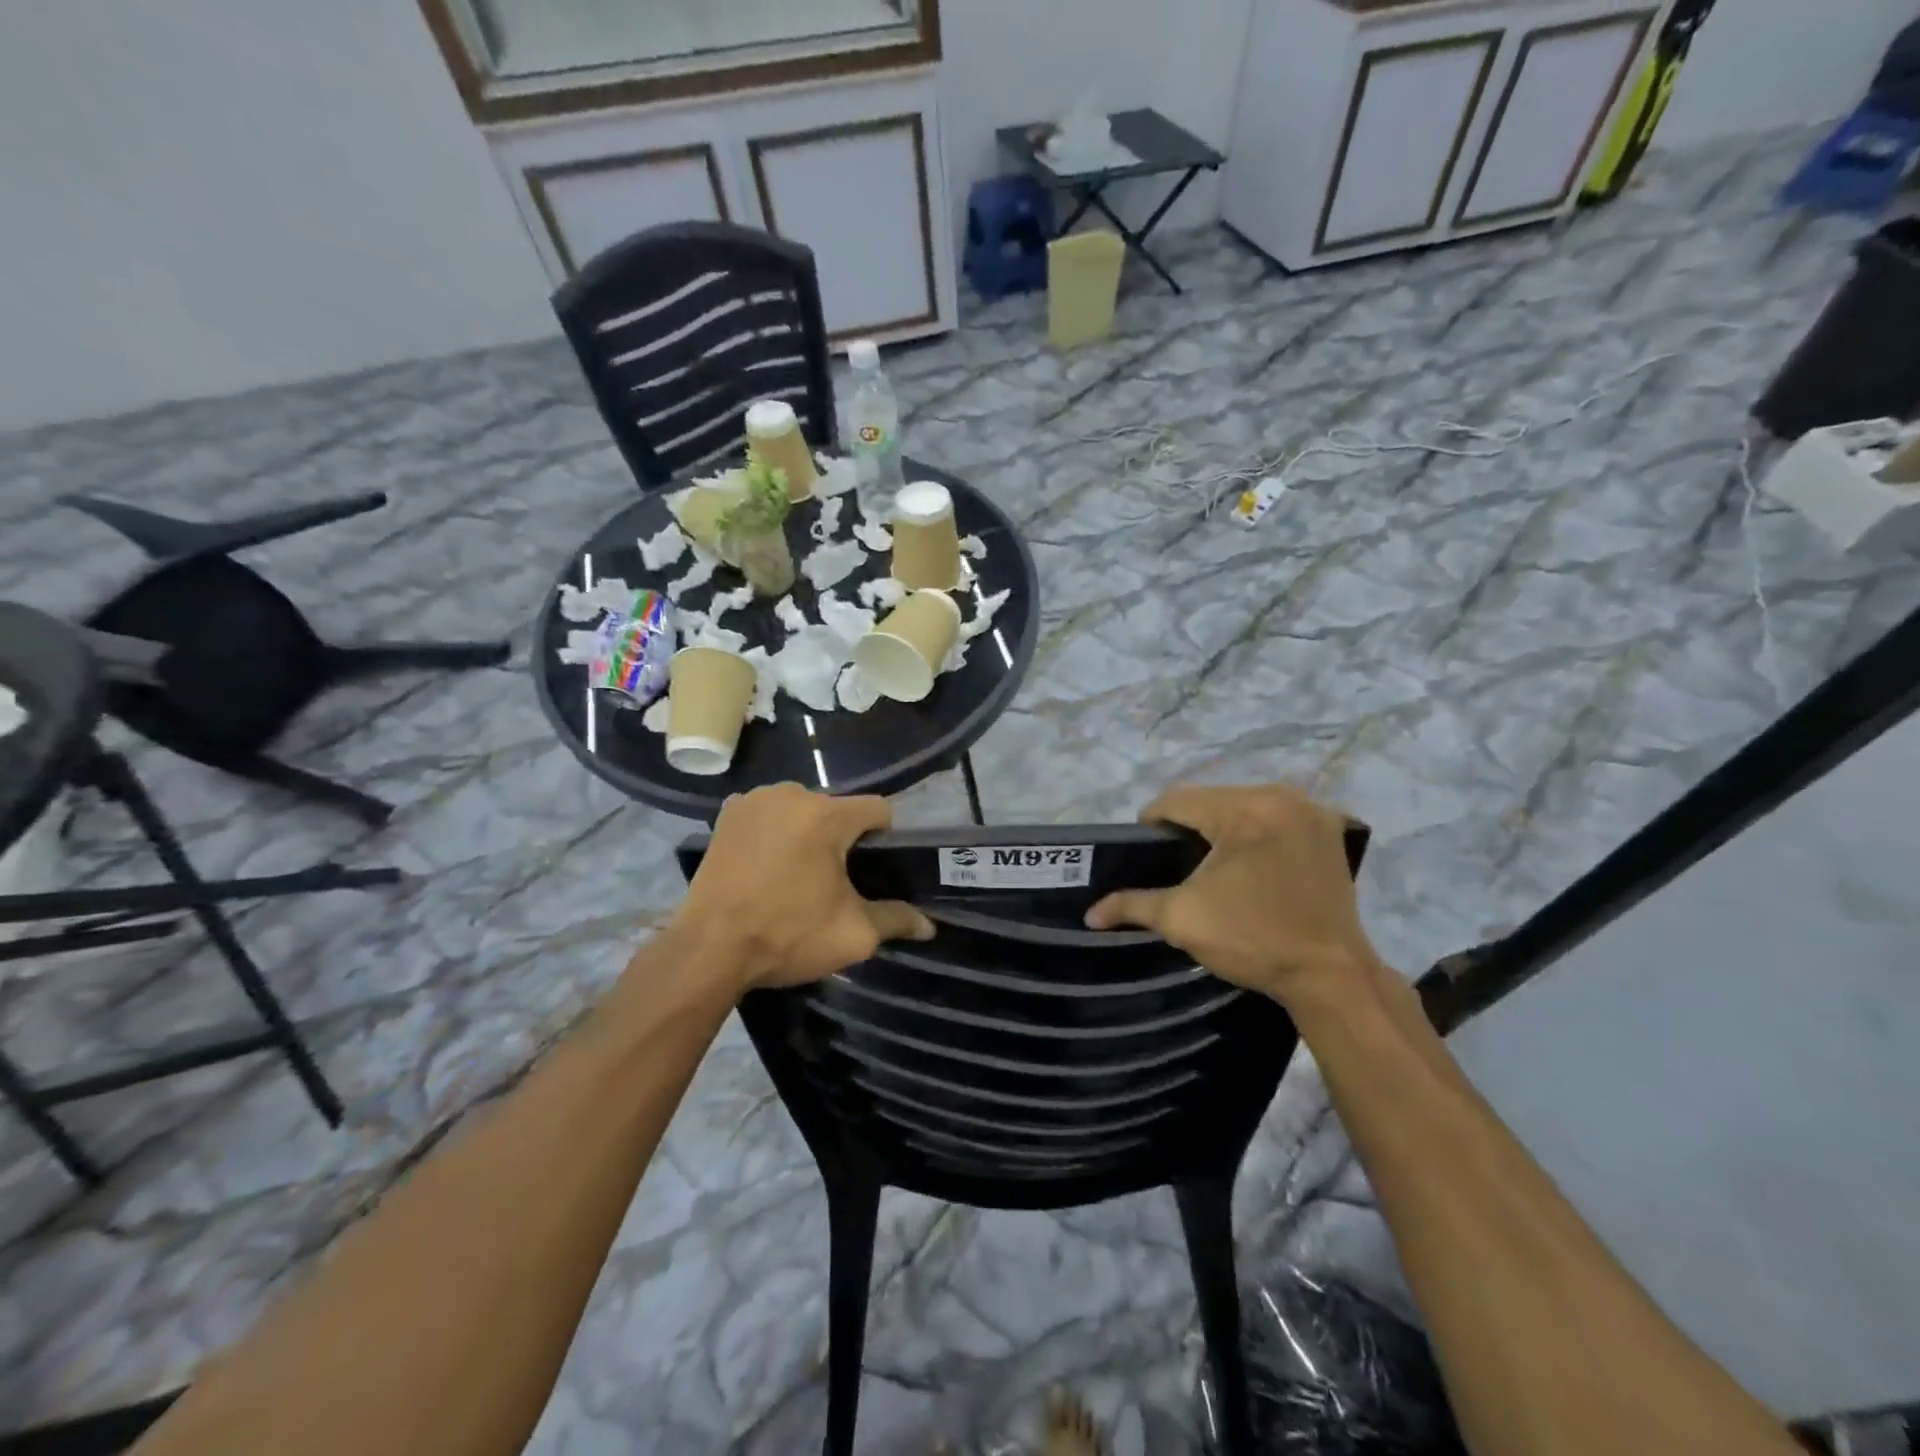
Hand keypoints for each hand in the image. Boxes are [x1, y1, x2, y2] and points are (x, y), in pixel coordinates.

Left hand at [674, 784, 932, 993]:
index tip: (874, 870)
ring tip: (794, 874)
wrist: (708, 949)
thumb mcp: (852, 934)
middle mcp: (792, 794)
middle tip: (832, 881)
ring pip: (801, 809)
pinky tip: (764, 864)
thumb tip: (929, 926)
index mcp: (828, 815)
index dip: (885, 838)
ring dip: (806, 832)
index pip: (878, 810)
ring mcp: (755, 800)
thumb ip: (896, 920)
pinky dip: (773, 831)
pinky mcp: (727, 814)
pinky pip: (767, 814)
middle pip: (837, 809)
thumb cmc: (787, 936)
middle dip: (841, 838)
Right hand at [1084, 784, 1378, 1006]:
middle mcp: (1281, 796)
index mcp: (1244, 810)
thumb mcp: (1183, 919)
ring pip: (1246, 804)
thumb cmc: (1252, 940)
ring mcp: (1311, 811)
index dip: (1152, 823)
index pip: (1178, 800)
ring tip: (1211, 862)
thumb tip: (1090, 913)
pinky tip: (1252, 860)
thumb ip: (1132, 905)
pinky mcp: (1330, 830)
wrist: (1331, 976)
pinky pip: (1277, 816)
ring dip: (1224, 825)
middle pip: (1213, 798)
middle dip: (1189, 823)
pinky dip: (1258, 831)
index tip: (1144, 852)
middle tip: (1176, 860)